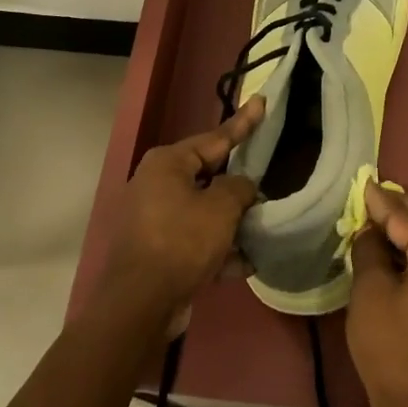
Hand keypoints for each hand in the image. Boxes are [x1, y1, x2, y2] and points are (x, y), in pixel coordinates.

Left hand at [100, 98, 262, 334]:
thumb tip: (242, 186)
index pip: (215, 137)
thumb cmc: (181, 241)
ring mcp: (155, 219)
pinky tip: (246, 263)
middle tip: (267, 179)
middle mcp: (157, 184)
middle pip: (209, 176)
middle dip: (238, 185)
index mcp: (168, 163)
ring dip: (232, 223)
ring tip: (264, 228)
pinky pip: (196, 241)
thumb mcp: (220, 208)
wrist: (140, 304)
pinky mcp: (158, 250)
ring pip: (204, 212)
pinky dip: (219, 250)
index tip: (261, 102)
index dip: (243, 123)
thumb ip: (238, 188)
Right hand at [346, 184, 407, 406]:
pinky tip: (400, 253)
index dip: (381, 201)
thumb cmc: (391, 346)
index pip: (407, 219)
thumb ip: (370, 250)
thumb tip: (371, 230)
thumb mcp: (370, 291)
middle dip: (407, 206)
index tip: (364, 182)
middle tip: (379, 196)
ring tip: (386, 220)